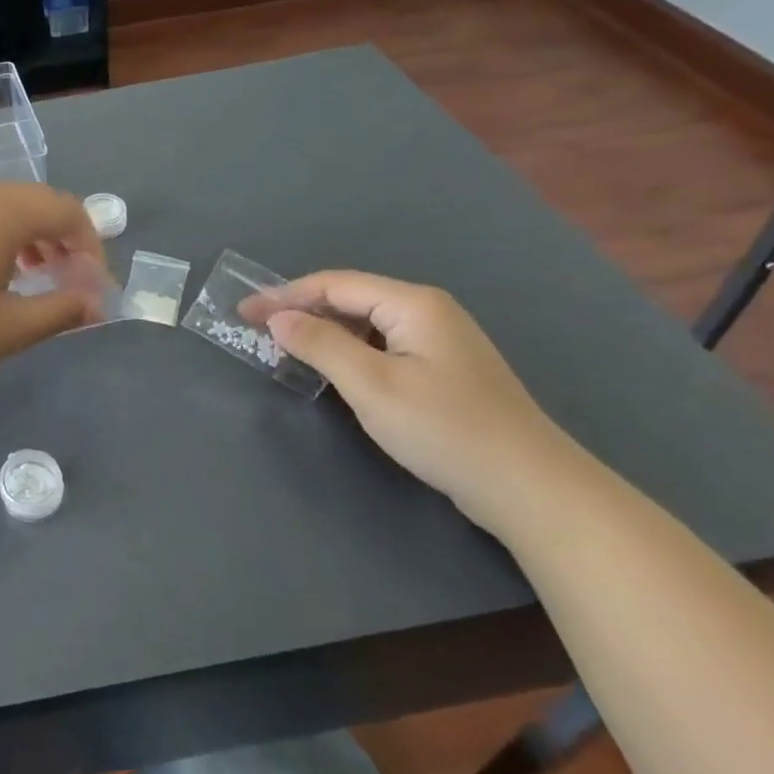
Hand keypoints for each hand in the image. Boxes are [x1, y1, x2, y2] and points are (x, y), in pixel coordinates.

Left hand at [0, 184, 109, 389]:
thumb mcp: (8, 328)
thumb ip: (60, 311)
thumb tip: (94, 303)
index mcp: (1, 214)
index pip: (67, 212)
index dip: (92, 246)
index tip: (94, 287)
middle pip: (39, 202)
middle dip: (65, 239)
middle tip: (70, 281)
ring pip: (7, 208)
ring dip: (34, 237)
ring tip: (36, 278)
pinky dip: (3, 237)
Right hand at [240, 271, 596, 534]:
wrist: (530, 488)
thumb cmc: (445, 429)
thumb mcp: (372, 385)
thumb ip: (320, 344)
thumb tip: (278, 317)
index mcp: (412, 304)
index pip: (334, 284)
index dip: (284, 295)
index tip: (242, 312)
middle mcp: (427, 312)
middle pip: (350, 299)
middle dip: (301, 311)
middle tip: (256, 329)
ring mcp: (438, 342)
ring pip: (365, 325)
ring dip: (323, 332)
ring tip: (285, 348)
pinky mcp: (442, 371)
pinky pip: (381, 347)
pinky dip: (348, 352)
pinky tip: (332, 370)